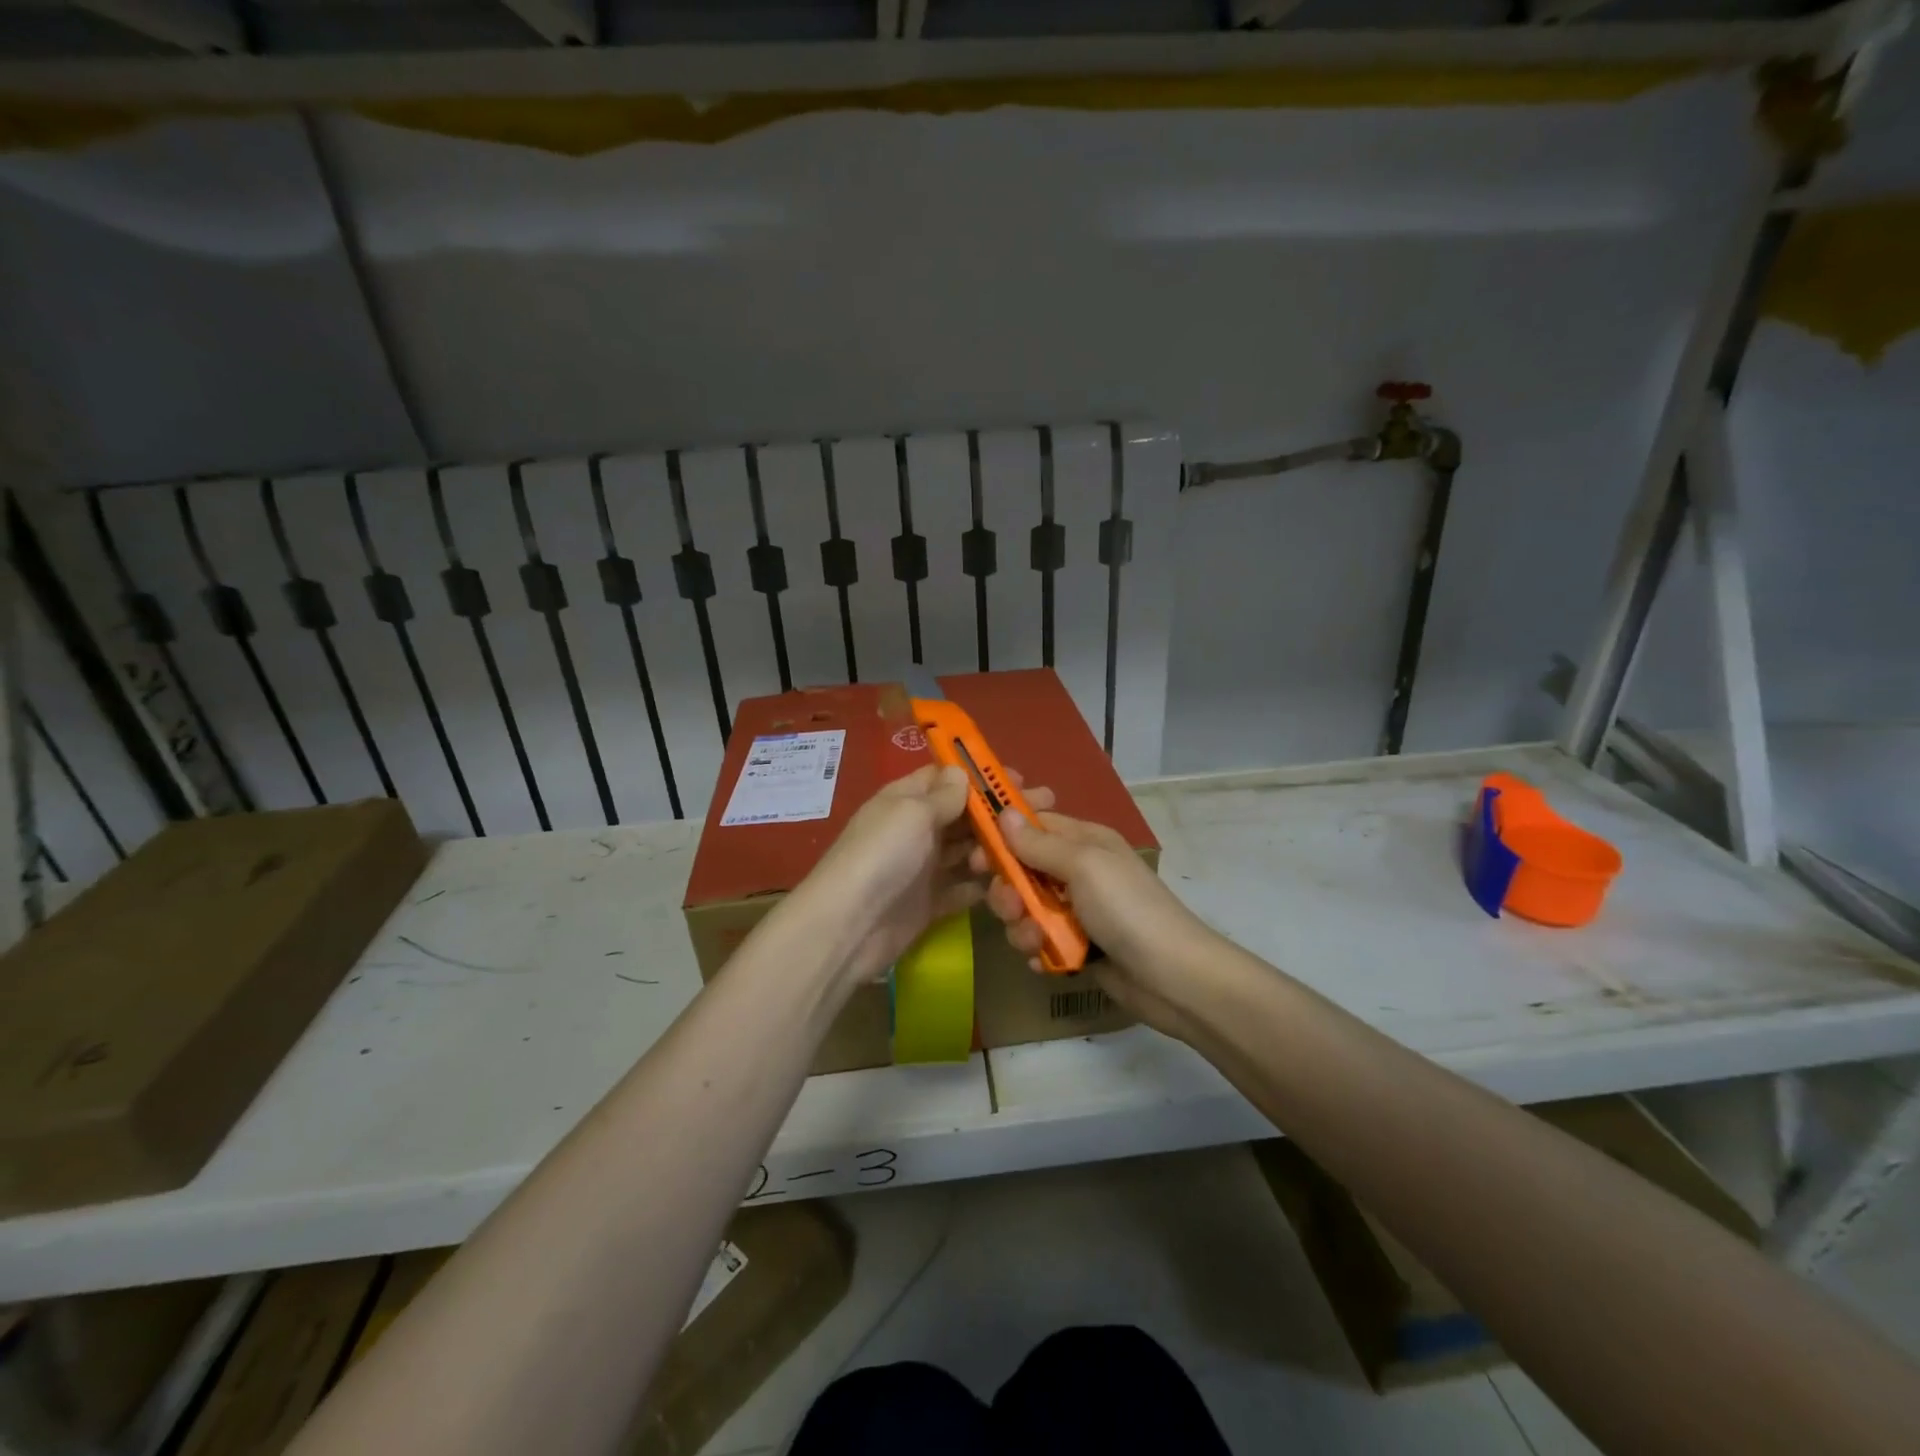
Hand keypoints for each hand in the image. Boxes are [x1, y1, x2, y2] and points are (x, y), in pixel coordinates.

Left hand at [797, 764, 1046, 988]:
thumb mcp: (912, 813)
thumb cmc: (882, 856)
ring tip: (1033, 846)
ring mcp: (922, 868)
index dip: (981, 777)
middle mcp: (914, 830)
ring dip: (995, 847)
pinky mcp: (929, 903)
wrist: (850, 926)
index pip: (946, 778)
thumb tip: (961, 773)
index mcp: (905, 800)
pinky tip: (1014, 880)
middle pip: (962, 815)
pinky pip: (962, 888)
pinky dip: (983, 884)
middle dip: (999, 812)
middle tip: (1044, 809)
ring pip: (966, 851)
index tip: (1019, 781)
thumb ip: (942, 796)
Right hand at [972, 806, 1219, 1040]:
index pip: (1032, 827)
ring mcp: (1076, 911)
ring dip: (1022, 926)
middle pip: (1021, 871)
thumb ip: (1040, 843)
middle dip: (1009, 891)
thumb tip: (1003, 812)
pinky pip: (1039, 941)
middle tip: (1013, 908)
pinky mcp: (1076, 947)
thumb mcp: (1084, 866)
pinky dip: (1037, 951)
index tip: (976, 857)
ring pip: (1025, 910)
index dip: (1001, 839)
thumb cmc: (1128, 909)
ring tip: (1037, 941)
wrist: (1172, 978)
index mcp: (1084, 842)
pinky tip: (1046, 962)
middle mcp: (1078, 872)